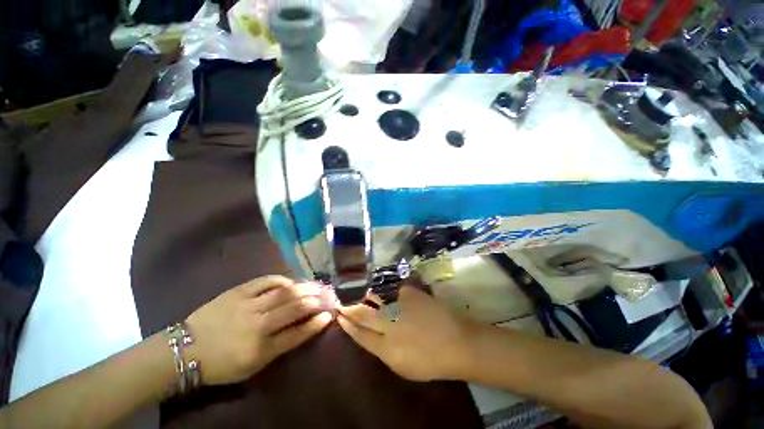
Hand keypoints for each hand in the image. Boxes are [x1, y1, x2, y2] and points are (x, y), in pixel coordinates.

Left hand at [184, 276, 334, 384]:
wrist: (186, 350)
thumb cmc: (222, 364)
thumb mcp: (253, 365)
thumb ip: (280, 346)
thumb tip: (304, 326)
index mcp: (260, 350)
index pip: (297, 334)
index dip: (316, 324)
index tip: (329, 315)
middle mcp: (257, 325)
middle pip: (295, 308)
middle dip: (316, 300)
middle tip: (328, 295)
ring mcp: (247, 305)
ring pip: (284, 292)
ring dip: (305, 288)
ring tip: (317, 285)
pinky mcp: (238, 291)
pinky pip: (267, 280)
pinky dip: (283, 280)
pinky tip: (291, 282)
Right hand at [337, 285, 473, 381]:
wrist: (457, 342)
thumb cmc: (430, 361)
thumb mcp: (401, 365)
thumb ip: (382, 350)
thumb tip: (369, 334)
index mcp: (386, 348)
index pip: (360, 334)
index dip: (348, 324)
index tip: (340, 316)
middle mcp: (389, 324)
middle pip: (363, 314)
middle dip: (350, 307)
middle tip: (341, 301)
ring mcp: (400, 306)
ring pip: (375, 297)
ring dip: (364, 294)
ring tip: (356, 290)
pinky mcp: (409, 292)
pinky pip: (391, 288)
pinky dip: (384, 288)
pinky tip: (380, 286)